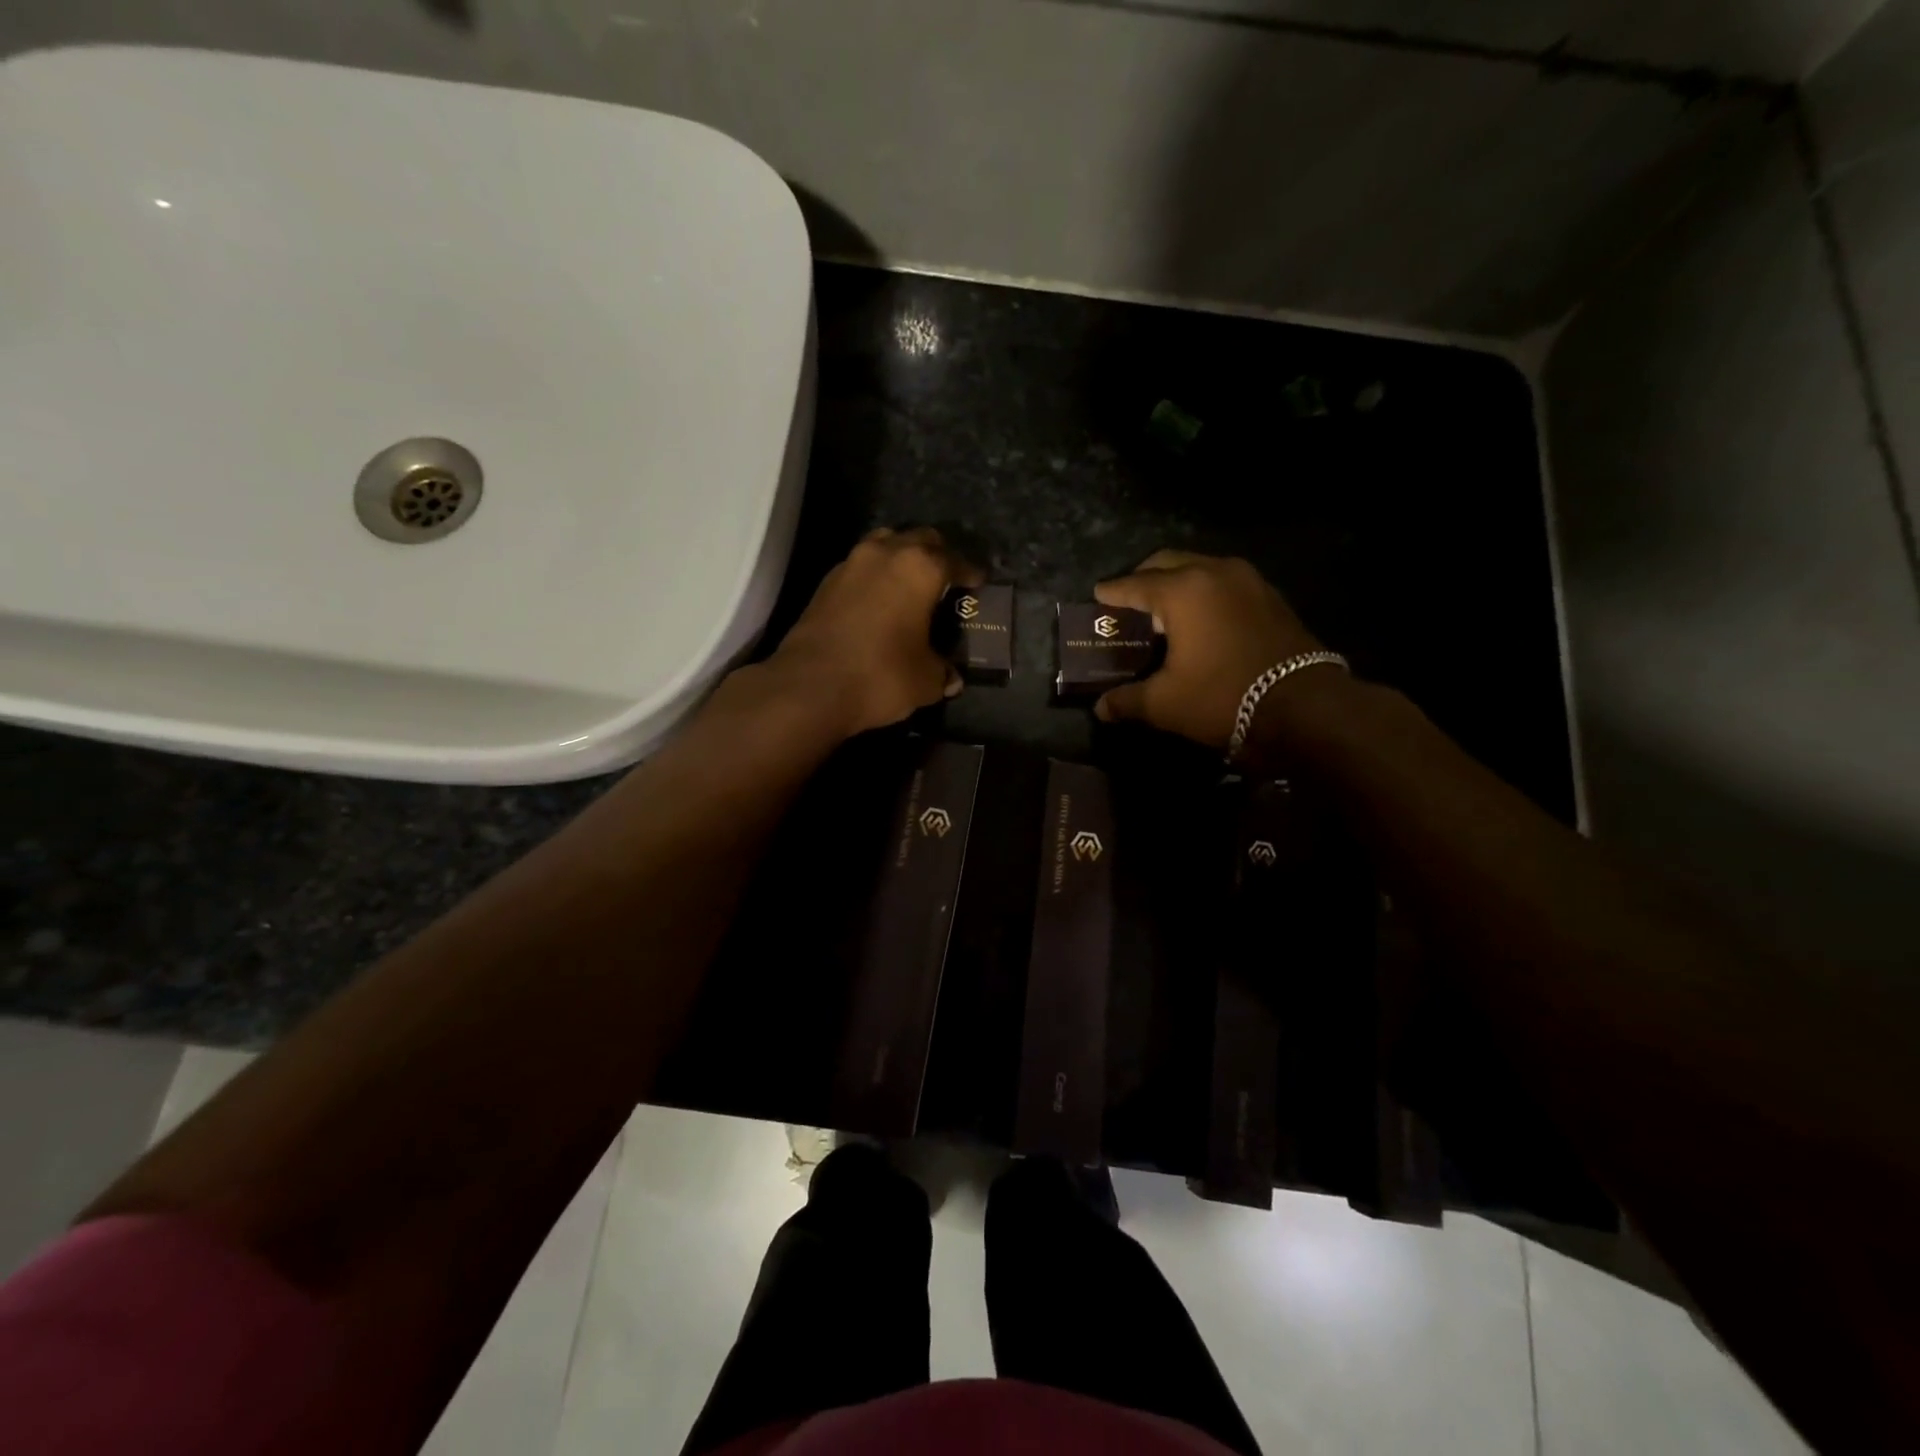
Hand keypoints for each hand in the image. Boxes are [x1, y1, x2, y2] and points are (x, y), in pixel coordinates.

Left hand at [771, 527, 980, 736]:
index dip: (971, 572)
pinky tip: (881, 601)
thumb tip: (951, 678)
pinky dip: (876, 577)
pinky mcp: (826, 582)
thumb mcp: (925, 680)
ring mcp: (851, 564)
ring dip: (902, 559)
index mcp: (920, 568)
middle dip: (937, 555)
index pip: (955, 560)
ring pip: (886, 545)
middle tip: (947, 580)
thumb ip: (942, 672)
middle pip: (920, 539)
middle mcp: (886, 554)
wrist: (809, 686)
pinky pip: (861, 567)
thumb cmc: (881, 675)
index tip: (979, 583)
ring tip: (912, 585)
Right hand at [1092, 550, 1329, 750]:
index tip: (1097, 596)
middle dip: (1143, 579)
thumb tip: (1101, 709)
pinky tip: (1201, 620)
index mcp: (1182, 590)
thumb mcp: (1166, 704)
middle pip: (1167, 563)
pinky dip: (1205, 593)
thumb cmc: (1223, 698)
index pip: (1134, 584)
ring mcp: (1248, 580)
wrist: (1305, 707)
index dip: (1111, 593)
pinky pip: (1224, 583)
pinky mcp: (1270, 596)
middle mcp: (1214, 572)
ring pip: (1200, 568)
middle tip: (1128, 602)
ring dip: (1177, 583)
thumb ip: (1128, 700)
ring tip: (1163, 611)